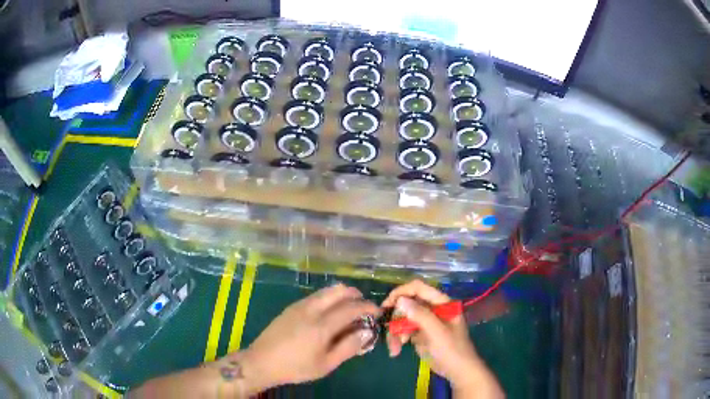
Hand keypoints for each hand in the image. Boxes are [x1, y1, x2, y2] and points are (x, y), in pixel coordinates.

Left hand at [241, 283, 380, 389]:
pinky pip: (316, 295)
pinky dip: (329, 298)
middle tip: (364, 307)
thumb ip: (348, 348)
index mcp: (321, 325)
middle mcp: (311, 309)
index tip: (377, 312)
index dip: (367, 307)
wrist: (261, 361)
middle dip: (355, 295)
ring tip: (348, 309)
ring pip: (326, 291)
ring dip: (342, 295)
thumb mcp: (326, 364)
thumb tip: (366, 332)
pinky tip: (329, 313)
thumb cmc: (296, 367)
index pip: (351, 308)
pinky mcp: (291, 307)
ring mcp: (299, 306)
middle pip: (338, 291)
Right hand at [382, 280, 503, 397]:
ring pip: (403, 319)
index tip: (387, 304)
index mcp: (442, 303)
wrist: (457, 371)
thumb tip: (400, 300)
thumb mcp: (437, 332)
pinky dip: (398, 339)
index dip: (402, 292)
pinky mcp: (419, 334)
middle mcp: (433, 309)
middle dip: (397, 319)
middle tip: (390, 332)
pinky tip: (396, 351)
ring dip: (395, 333)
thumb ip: (420, 315)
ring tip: (394, 348)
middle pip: (407, 305)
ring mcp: (426, 322)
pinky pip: (403, 331)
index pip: (419, 288)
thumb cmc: (452, 350)